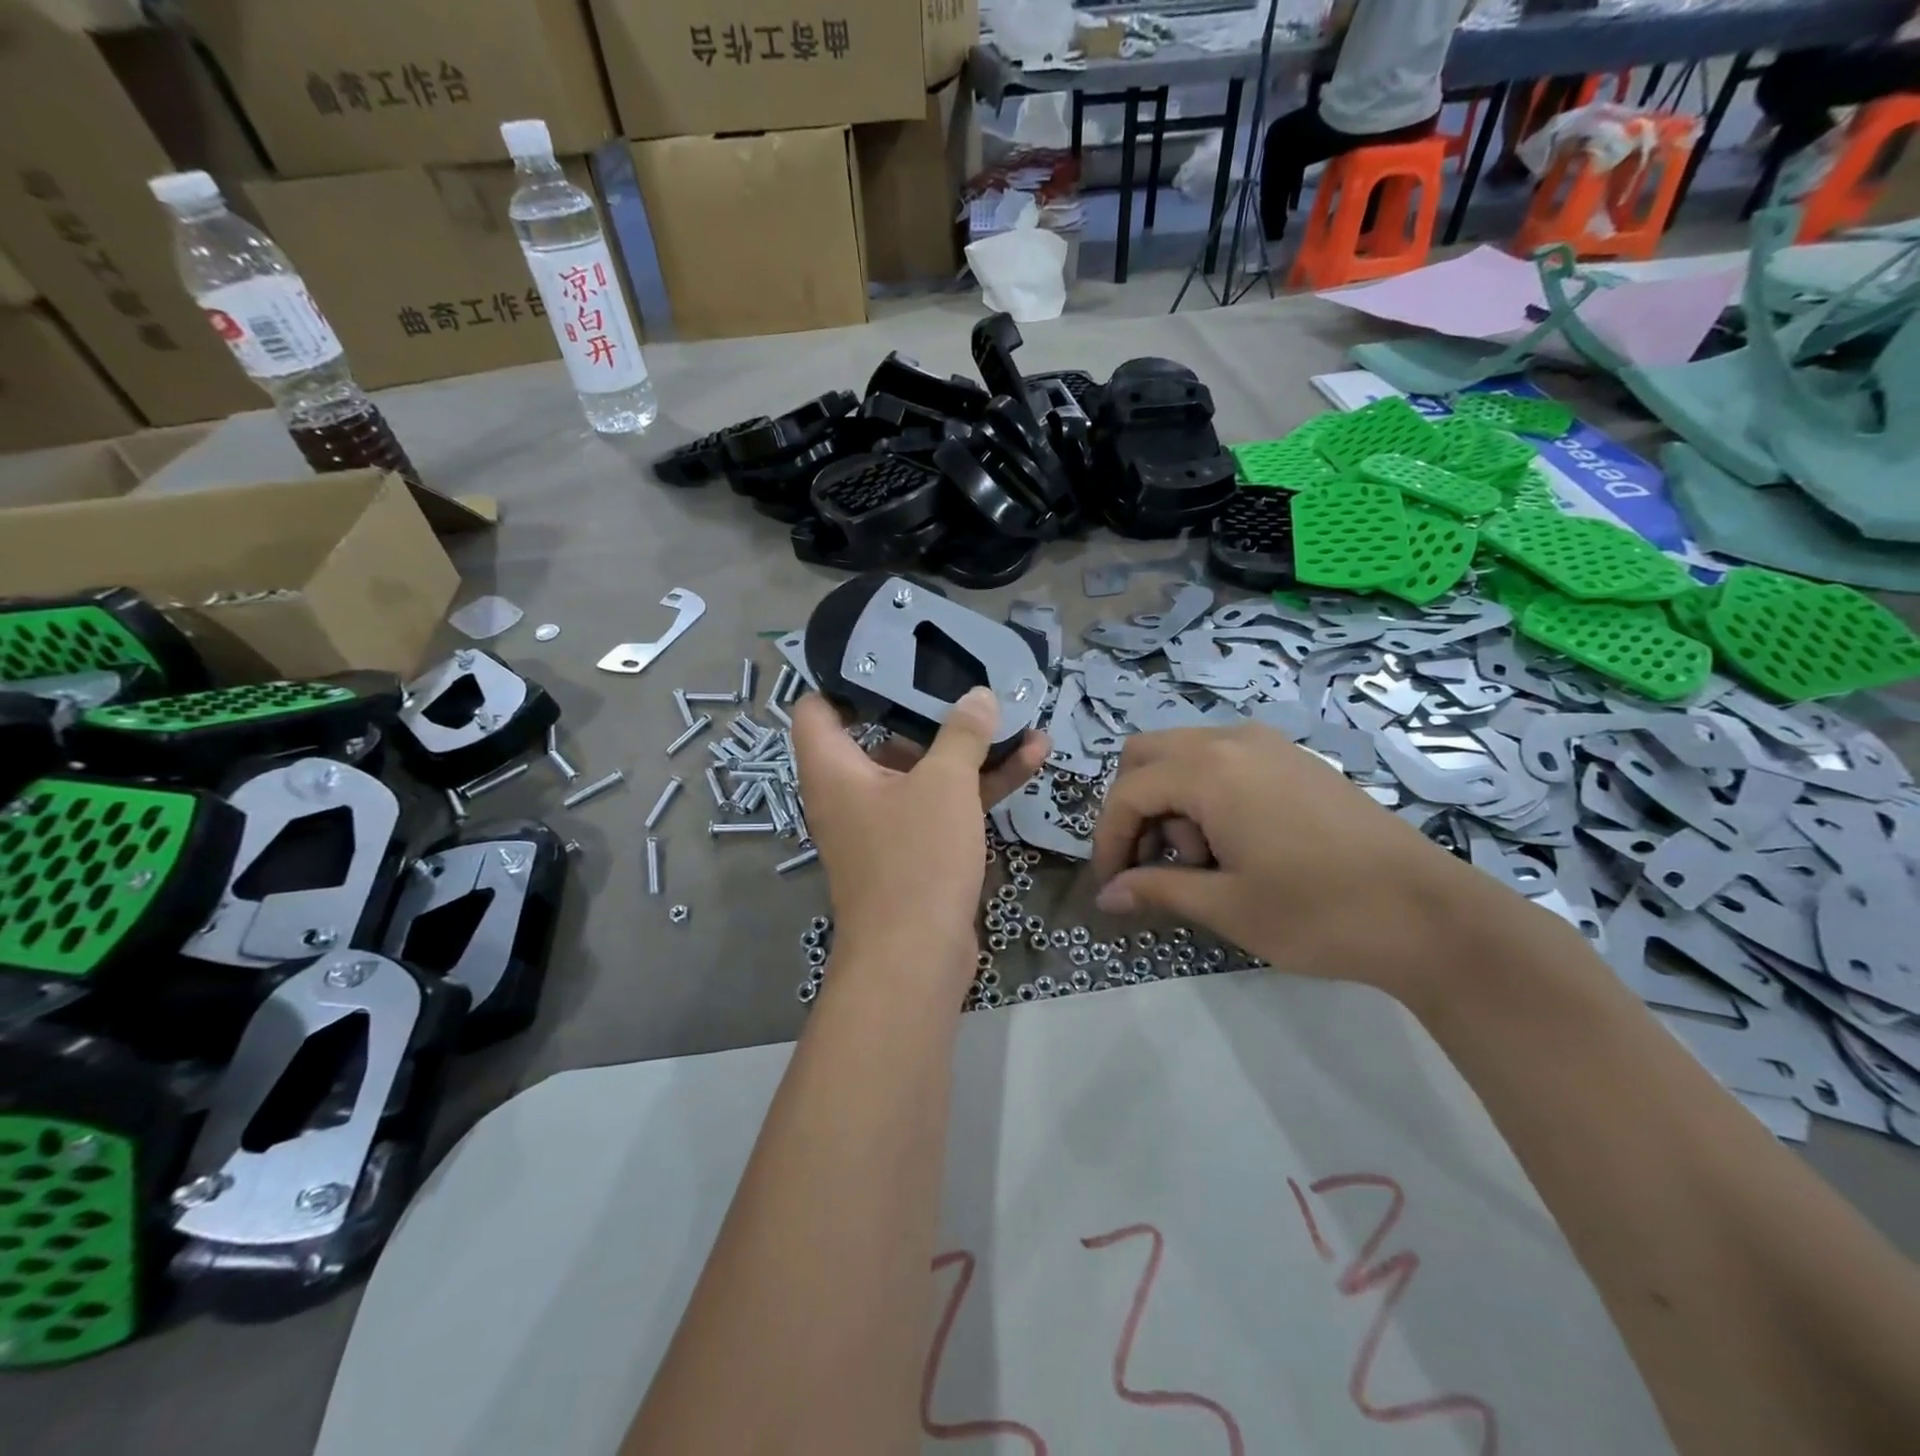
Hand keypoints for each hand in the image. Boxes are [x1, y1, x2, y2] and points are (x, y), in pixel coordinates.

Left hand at [793, 689, 1049, 985]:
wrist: (916, 959)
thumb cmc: (915, 858)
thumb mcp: (944, 785)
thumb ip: (962, 734)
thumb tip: (979, 696)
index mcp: (834, 769)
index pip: (817, 708)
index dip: (846, 680)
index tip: (890, 658)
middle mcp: (851, 792)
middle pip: (884, 735)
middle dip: (930, 711)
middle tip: (968, 681)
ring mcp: (884, 823)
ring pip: (924, 772)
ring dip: (969, 749)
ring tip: (1019, 719)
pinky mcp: (914, 850)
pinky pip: (942, 805)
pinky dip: (977, 786)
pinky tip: (1031, 761)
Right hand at [1090, 724, 1500, 994]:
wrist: (1430, 914)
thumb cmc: (1318, 912)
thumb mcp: (1227, 906)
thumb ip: (1156, 890)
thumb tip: (1106, 895)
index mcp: (1209, 770)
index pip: (1128, 792)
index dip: (1107, 838)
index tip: (1111, 885)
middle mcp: (1232, 740)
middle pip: (1146, 755)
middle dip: (1133, 808)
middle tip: (1151, 862)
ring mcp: (1268, 745)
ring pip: (1184, 754)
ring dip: (1170, 800)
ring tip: (1204, 860)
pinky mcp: (1294, 760)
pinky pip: (1223, 759)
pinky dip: (1204, 792)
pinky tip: (1234, 843)